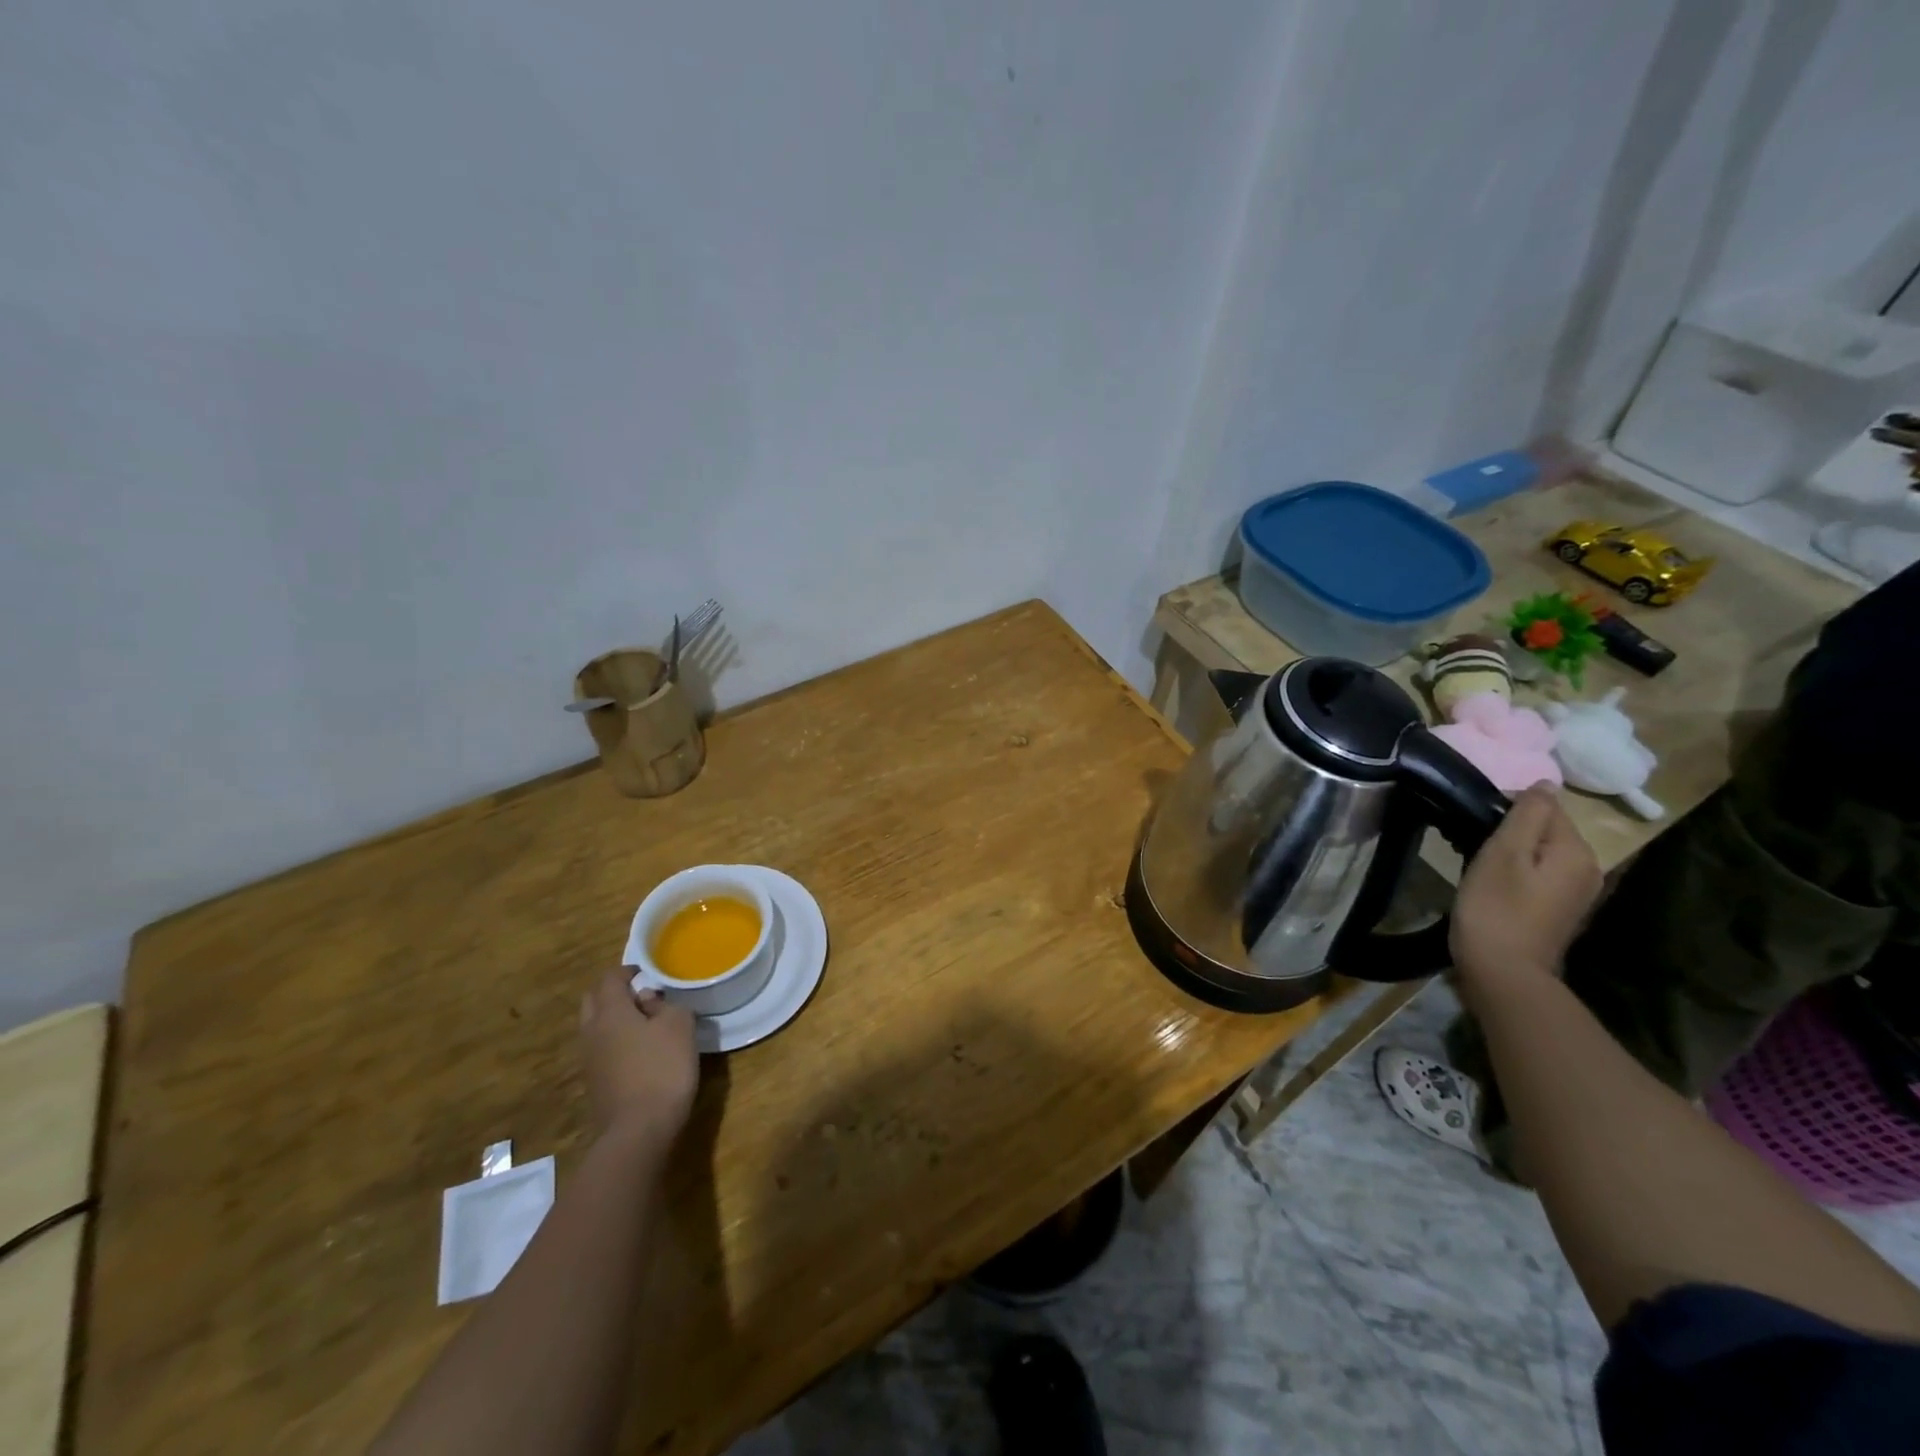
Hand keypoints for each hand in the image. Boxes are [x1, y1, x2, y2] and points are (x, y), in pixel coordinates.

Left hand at [579, 971, 698, 1145]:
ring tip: (645, 1023)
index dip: (627, 970)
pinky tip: (640, 1052)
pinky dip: (615, 1041)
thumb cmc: (661, 1069)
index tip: (646, 971)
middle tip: (641, 994)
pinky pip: (601, 1049)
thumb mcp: (679, 1027)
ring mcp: (589, 1061)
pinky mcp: (594, 1084)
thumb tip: (650, 1001)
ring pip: (595, 1027)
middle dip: (613, 992)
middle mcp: (592, 1032)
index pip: (609, 979)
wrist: (637, 1132)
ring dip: (614, 1018)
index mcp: (610, 1012)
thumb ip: (667, 1005)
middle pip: (594, 1001)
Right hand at [1450, 785, 1601, 1009]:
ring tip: (1478, 861)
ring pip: (1542, 852)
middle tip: (1471, 842)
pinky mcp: (1562, 910)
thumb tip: (1545, 784)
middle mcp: (1589, 868)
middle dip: (1511, 829)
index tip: (1474, 823)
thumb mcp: (1504, 853)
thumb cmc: (1496, 907)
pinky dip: (1518, 870)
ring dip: (1512, 850)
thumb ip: (1527, 814)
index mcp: (1576, 851)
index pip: (1546, 806)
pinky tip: (1494, 883)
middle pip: (1546, 830)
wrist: (1503, 972)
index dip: (1507, 808)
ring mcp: (1578, 892)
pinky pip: (1541, 873)